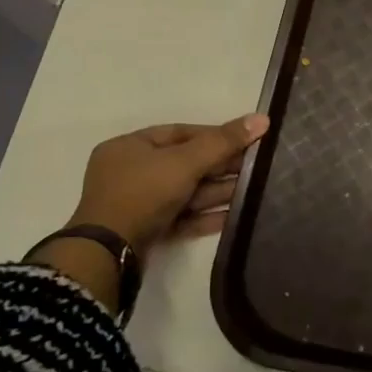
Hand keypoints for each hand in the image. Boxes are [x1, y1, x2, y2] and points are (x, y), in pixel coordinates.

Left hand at [68, 114, 269, 252]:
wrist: (109, 253)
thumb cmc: (143, 193)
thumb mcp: (185, 162)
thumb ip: (224, 142)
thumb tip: (262, 118)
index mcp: (130, 147)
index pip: (180, 133)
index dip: (215, 135)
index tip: (247, 140)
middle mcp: (130, 172)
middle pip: (185, 163)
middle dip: (221, 167)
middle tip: (256, 168)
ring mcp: (137, 204)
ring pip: (185, 192)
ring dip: (218, 192)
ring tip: (253, 192)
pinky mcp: (147, 231)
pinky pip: (182, 217)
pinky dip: (206, 216)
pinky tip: (234, 216)